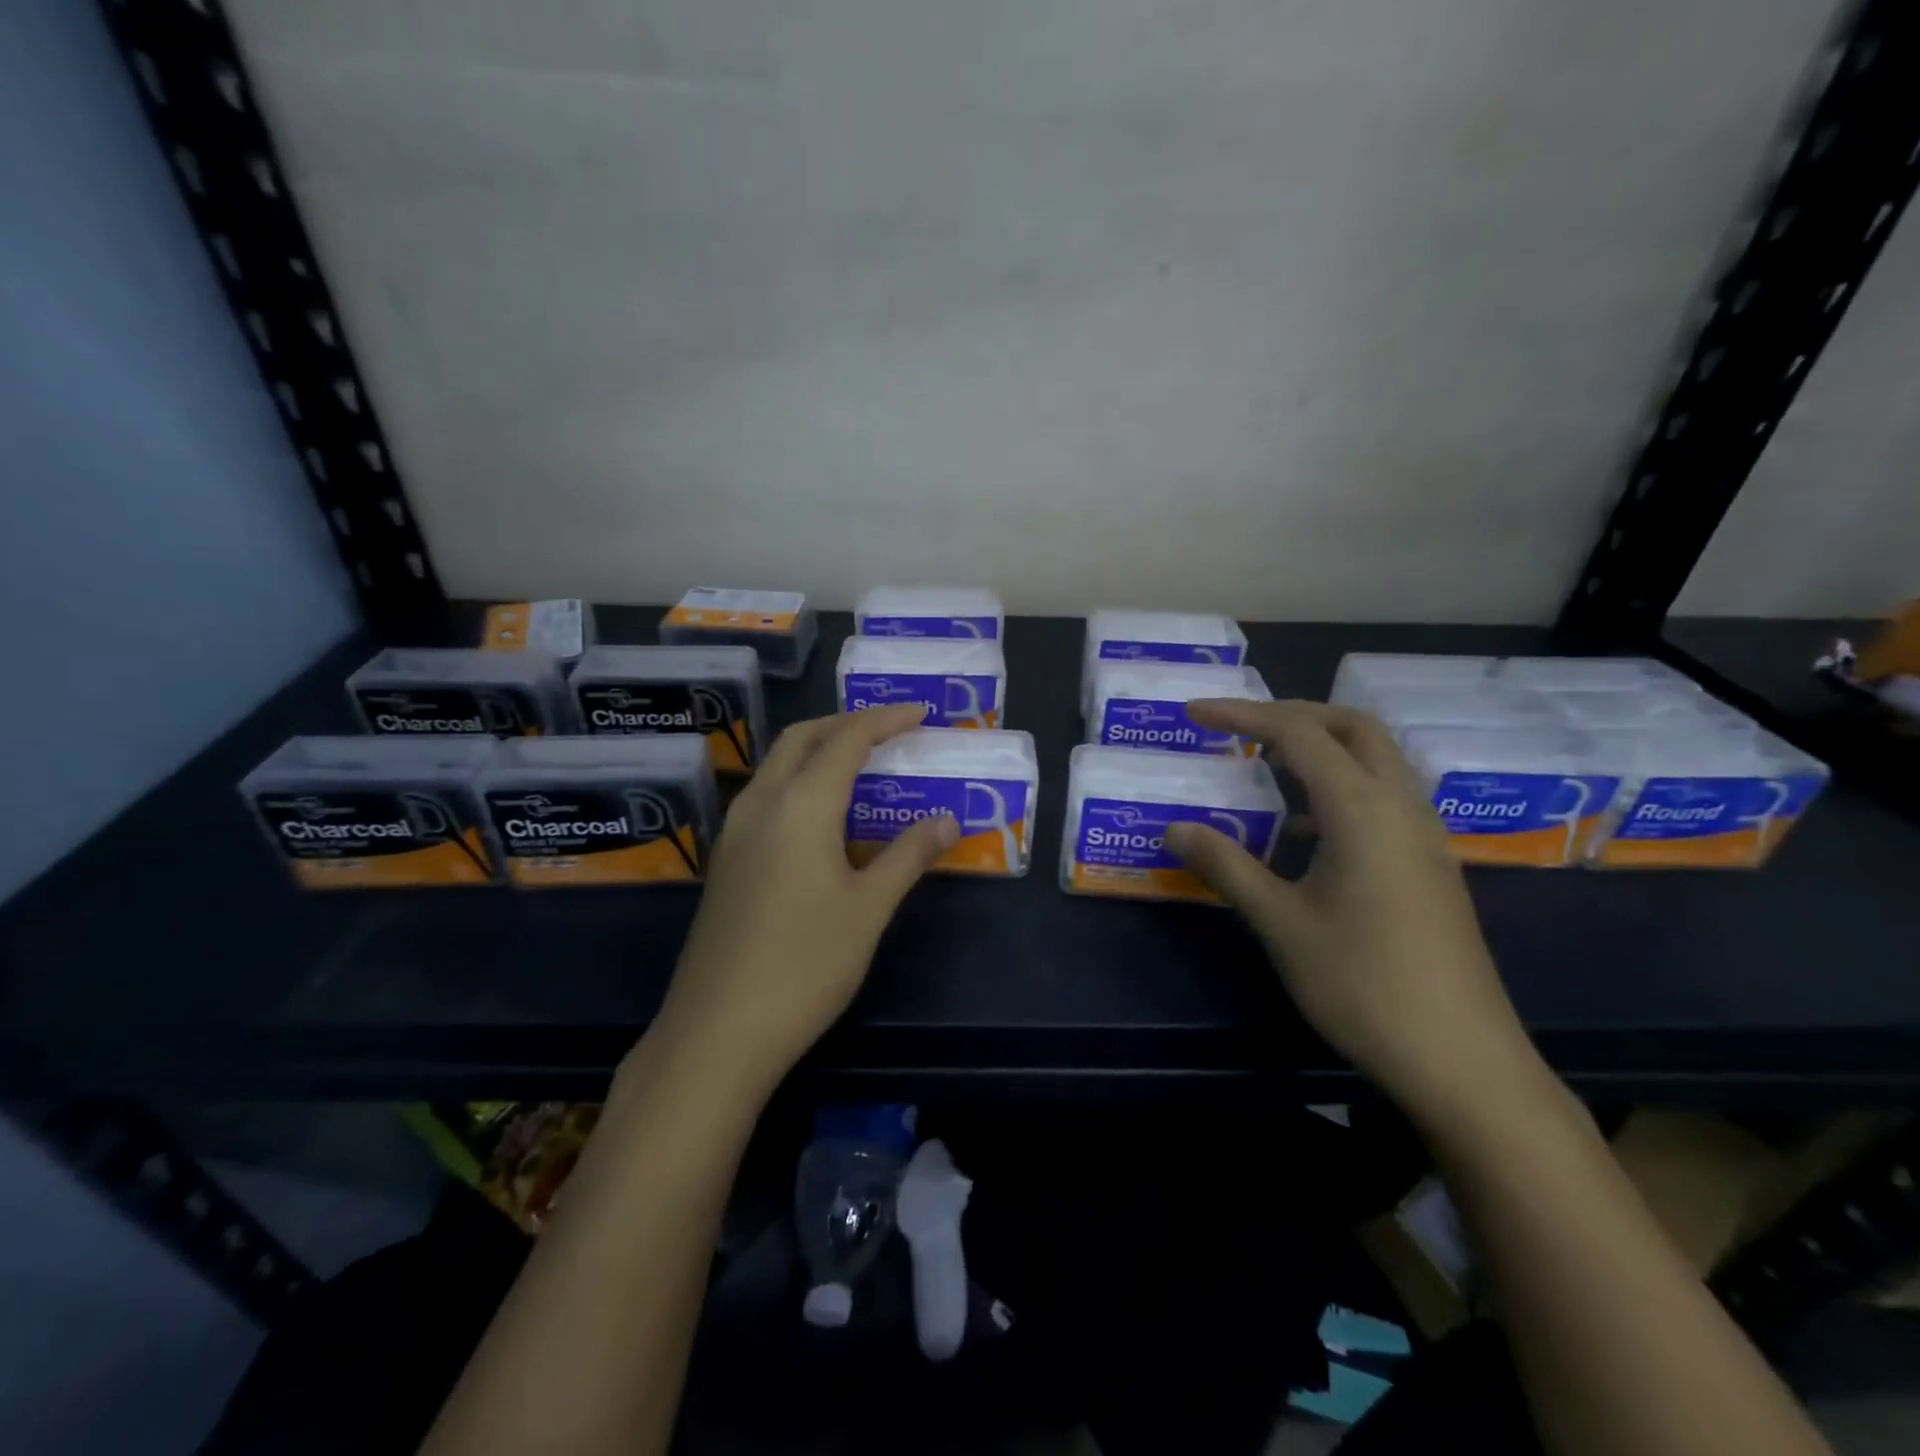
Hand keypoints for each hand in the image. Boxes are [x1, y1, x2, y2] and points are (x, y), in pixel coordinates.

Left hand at [652, 705, 958, 1089]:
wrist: (718, 1031)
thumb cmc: (805, 964)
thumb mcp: (869, 908)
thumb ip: (909, 856)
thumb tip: (947, 821)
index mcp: (801, 804)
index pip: (847, 739)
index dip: (885, 720)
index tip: (920, 714)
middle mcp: (761, 803)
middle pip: (802, 738)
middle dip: (845, 723)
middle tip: (888, 731)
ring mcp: (735, 832)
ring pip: (777, 765)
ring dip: (818, 750)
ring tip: (860, 765)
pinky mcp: (726, 860)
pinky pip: (766, 796)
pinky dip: (799, 782)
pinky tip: (822, 817)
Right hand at [1166, 700, 1543, 1115]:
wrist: (1462, 1060)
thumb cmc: (1363, 984)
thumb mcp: (1280, 922)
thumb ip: (1226, 865)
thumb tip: (1175, 828)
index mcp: (1363, 809)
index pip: (1298, 733)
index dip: (1241, 715)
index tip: (1194, 714)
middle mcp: (1401, 806)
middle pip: (1352, 727)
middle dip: (1292, 715)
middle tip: (1240, 730)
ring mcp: (1423, 835)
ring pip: (1375, 759)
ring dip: (1320, 748)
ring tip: (1264, 770)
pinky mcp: (1429, 863)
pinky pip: (1383, 795)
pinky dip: (1339, 786)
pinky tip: (1303, 830)